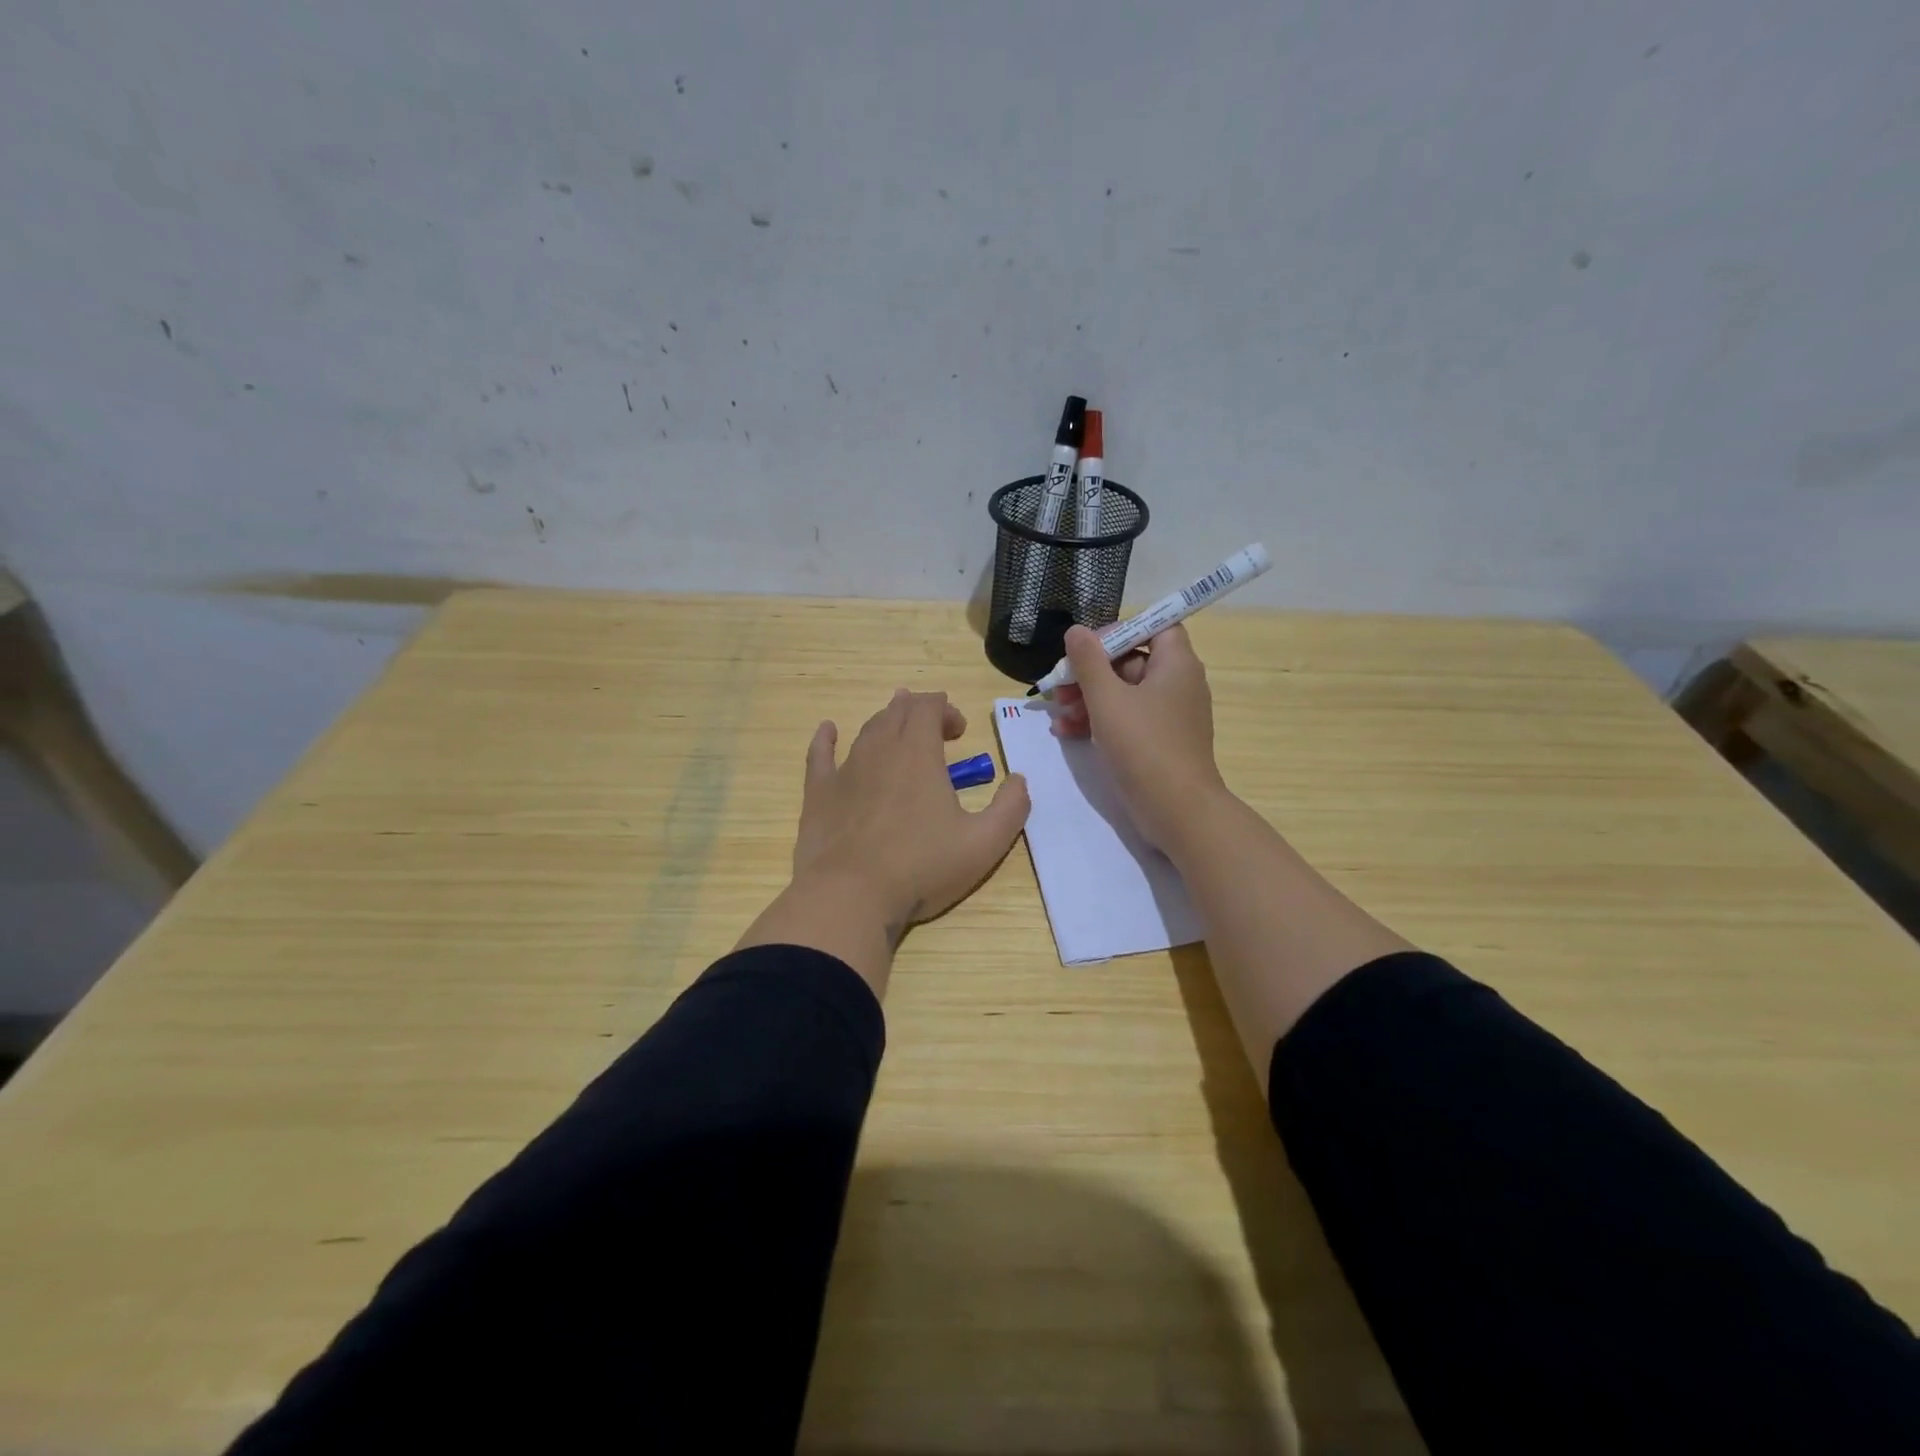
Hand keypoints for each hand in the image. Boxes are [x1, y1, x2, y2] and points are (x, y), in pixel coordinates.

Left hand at [792, 689, 1029, 936]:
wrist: (850, 896)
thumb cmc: (921, 868)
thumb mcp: (984, 844)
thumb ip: (1011, 808)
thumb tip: (1019, 780)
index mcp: (918, 754)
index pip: (929, 708)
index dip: (945, 710)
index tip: (960, 731)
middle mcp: (879, 751)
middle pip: (897, 713)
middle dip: (917, 711)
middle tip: (933, 726)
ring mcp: (845, 771)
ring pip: (865, 731)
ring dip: (884, 721)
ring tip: (894, 722)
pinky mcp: (818, 794)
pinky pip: (819, 754)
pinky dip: (825, 738)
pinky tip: (827, 730)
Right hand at [1050, 624, 1227, 851]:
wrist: (1177, 810)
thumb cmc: (1143, 746)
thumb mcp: (1107, 699)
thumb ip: (1088, 661)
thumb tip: (1077, 630)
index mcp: (1176, 664)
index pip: (1154, 626)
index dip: (1119, 631)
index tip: (1086, 648)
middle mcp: (1178, 684)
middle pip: (1131, 661)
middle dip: (1091, 672)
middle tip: (1059, 685)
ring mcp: (1169, 716)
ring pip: (1124, 693)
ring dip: (1088, 699)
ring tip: (1057, 712)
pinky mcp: (1160, 742)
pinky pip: (1127, 719)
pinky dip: (1099, 721)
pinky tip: (1066, 732)